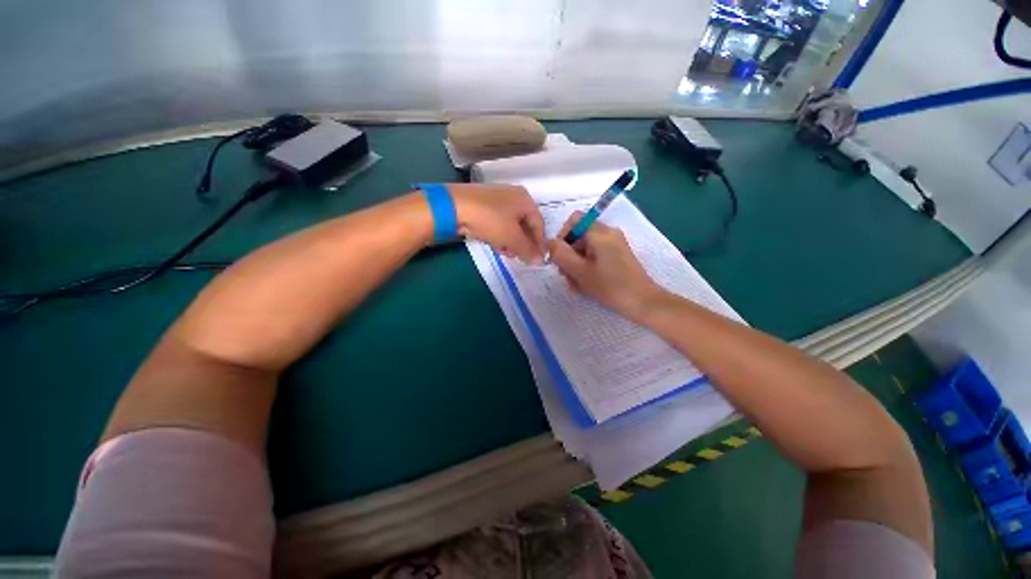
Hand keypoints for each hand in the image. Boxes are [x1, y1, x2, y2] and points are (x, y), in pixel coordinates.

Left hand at [448, 184, 545, 262]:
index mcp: (524, 199)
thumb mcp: (511, 237)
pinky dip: (499, 235)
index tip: (538, 258)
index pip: (539, 223)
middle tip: (520, 257)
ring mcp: (497, 200)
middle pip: (524, 224)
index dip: (539, 242)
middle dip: (523, 243)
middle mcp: (513, 196)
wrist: (453, 206)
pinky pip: (498, 223)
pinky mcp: (483, 205)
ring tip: (506, 253)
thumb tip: (540, 261)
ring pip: (510, 225)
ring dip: (511, 242)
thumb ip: (527, 249)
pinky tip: (495, 245)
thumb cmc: (489, 219)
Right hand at [549, 212, 666, 320]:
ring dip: (576, 265)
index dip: (562, 236)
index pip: (573, 221)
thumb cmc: (610, 286)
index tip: (559, 257)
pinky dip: (587, 267)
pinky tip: (586, 285)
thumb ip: (561, 254)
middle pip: (579, 236)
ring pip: (585, 248)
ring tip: (576, 285)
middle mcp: (608, 233)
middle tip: (566, 276)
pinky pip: (595, 256)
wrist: (643, 302)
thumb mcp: (580, 271)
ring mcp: (614, 245)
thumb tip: (549, 242)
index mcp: (599, 232)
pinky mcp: (617, 256)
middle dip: (568, 255)